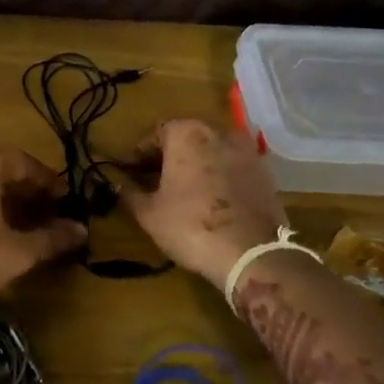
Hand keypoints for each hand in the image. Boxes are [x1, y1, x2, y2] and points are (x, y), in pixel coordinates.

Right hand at [118, 118, 287, 287]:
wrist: (251, 252)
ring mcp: (247, 150)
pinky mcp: (266, 172)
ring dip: (199, 164)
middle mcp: (218, 131)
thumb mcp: (149, 213)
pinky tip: (215, 200)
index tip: (135, 171)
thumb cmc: (190, 226)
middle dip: (172, 155)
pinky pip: (235, 167)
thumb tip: (117, 183)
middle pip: (188, 137)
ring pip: (213, 150)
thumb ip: (129, 192)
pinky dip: (223, 176)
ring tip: (188, 190)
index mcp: (186, 133)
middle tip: (159, 179)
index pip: (157, 133)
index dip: (143, 153)